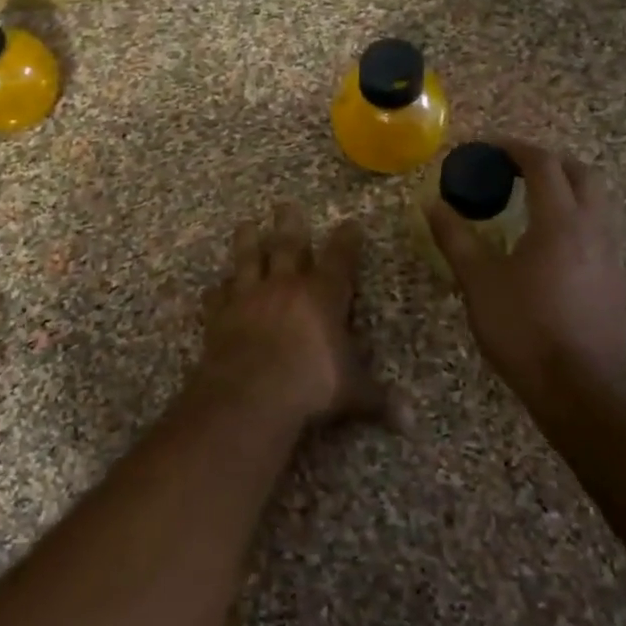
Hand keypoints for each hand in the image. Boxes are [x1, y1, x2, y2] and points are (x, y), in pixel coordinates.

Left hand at [200, 203, 398, 427]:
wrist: (252, 391)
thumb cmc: (312, 384)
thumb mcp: (353, 392)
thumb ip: (379, 399)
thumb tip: (410, 421)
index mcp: (323, 295)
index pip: (340, 258)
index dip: (347, 240)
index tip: (350, 223)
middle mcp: (286, 285)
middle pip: (288, 245)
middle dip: (289, 224)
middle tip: (285, 204)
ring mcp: (249, 296)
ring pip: (248, 259)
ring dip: (247, 241)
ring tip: (245, 224)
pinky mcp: (220, 314)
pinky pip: (217, 296)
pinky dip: (217, 290)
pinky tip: (214, 287)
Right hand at [426, 140, 625, 394]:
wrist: (579, 389)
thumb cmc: (523, 329)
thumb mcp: (478, 281)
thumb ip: (455, 238)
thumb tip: (432, 205)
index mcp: (560, 221)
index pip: (543, 164)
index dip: (514, 148)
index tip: (488, 147)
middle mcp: (594, 228)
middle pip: (581, 173)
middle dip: (548, 162)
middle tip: (515, 168)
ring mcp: (612, 255)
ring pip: (597, 202)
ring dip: (567, 189)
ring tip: (532, 202)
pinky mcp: (617, 281)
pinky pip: (600, 231)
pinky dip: (577, 219)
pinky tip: (552, 246)